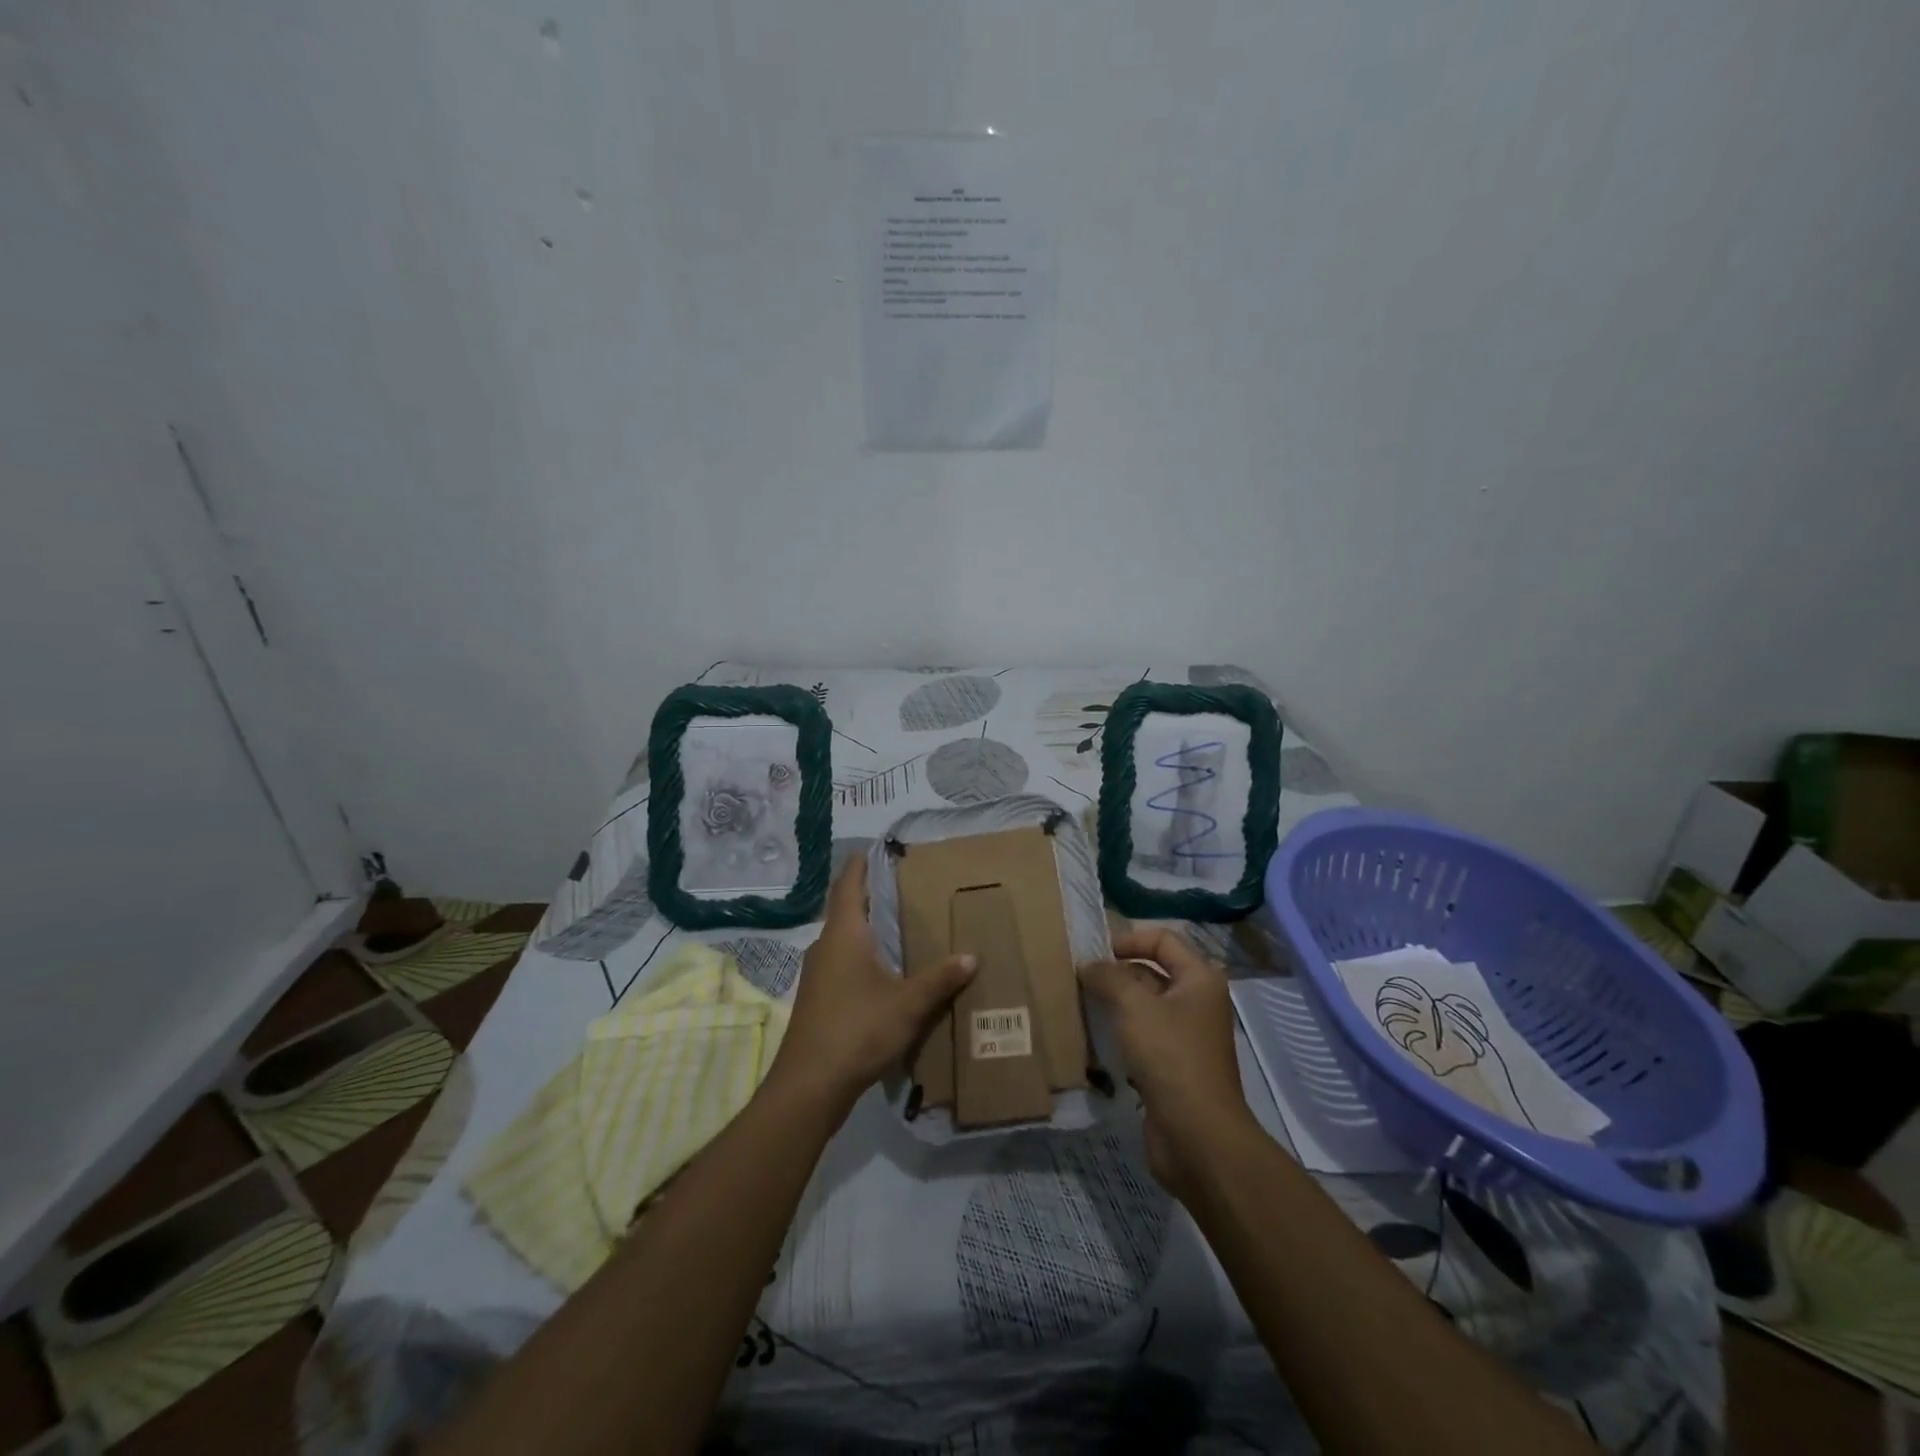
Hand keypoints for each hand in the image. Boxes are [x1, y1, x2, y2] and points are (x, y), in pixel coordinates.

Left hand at [764, 854, 975, 1119]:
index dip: (861, 864)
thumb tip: (971, 956)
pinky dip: (862, 954)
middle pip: (846, 909)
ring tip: (900, 924)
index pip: (848, 884)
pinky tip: (884, 970)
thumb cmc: (858, 1030)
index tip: (878, 849)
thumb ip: (940, 979)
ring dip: (867, 928)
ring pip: (844, 938)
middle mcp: (825, 946)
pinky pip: (842, 962)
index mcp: (843, 934)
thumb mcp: (908, 1004)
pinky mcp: (817, 998)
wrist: (809, 1085)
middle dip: (871, 895)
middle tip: (904, 885)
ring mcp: (817, 973)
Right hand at [1079, 927, 1257, 1198]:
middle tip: (1079, 978)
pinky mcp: (1172, 1066)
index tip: (1096, 955)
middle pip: (1152, 971)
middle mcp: (1197, 1002)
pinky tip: (1093, 1037)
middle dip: (1117, 972)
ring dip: (1115, 1003)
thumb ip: (1108, 977)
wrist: (1198, 1136)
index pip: (1163, 939)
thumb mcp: (1134, 1006)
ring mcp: (1186, 1036)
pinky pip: (1142, 1036)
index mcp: (1199, 979)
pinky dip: (1119, 1033)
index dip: (1129, 939)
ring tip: (1079, 1004)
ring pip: (1144, 1006)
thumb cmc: (1171, 1057)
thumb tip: (1088, 966)